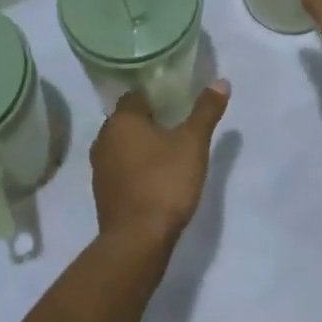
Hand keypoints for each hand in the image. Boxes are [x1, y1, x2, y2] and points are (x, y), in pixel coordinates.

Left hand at [90, 81, 228, 244]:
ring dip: (140, 145)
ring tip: (168, 150)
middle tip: (177, 124)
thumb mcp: (193, 143)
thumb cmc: (164, 182)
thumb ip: (206, 111)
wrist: (137, 240)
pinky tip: (154, 176)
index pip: (136, 95)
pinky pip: (119, 168)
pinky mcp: (102, 192)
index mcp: (122, 119)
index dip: (156, 95)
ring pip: (122, 144)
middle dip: (149, 120)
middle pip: (127, 119)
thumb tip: (221, 81)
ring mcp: (99, 167)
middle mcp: (104, 138)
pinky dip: (134, 167)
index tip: (176, 101)